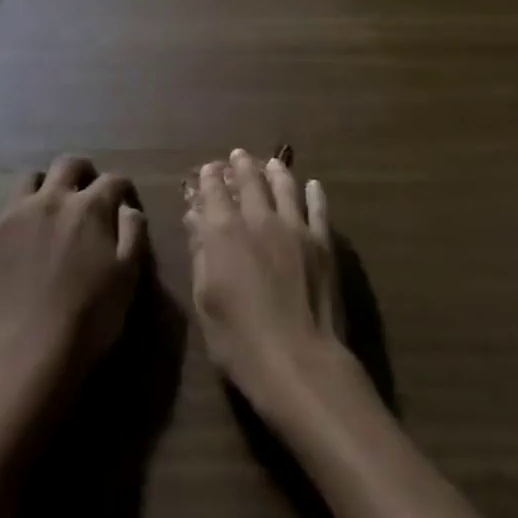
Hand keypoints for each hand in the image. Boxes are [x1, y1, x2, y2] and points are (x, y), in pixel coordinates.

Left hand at [0, 156, 146, 382]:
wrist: (30, 351)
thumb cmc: (89, 317)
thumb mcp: (128, 277)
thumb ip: (132, 234)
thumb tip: (127, 207)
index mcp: (90, 207)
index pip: (113, 180)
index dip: (122, 188)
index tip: (125, 201)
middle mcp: (52, 198)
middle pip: (68, 164)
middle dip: (82, 170)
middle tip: (86, 188)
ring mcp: (15, 213)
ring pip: (27, 177)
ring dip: (40, 183)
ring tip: (44, 200)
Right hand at [185, 148, 341, 420]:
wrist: (299, 362)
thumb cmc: (239, 340)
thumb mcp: (205, 300)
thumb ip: (201, 253)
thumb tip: (195, 219)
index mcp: (223, 231)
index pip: (213, 192)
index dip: (210, 178)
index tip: (209, 169)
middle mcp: (258, 218)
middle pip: (250, 181)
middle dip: (241, 165)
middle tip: (239, 155)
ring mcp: (294, 227)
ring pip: (284, 186)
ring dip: (275, 171)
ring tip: (272, 163)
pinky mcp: (322, 242)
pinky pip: (318, 208)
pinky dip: (314, 194)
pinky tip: (313, 185)